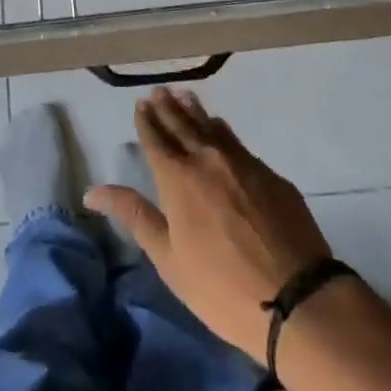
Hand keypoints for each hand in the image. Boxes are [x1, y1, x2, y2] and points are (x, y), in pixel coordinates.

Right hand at [86, 87, 334, 360]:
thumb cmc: (221, 288)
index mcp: (178, 178)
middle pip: (183, 124)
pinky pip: (237, 142)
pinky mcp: (270, 175)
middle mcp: (208, 159)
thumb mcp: (168, 259)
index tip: (140, 104)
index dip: (147, 121)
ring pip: (212, 127)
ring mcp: (242, 163)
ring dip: (195, 110)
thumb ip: (134, 217)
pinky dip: (222, 131)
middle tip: (159, 91)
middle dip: (168, 107)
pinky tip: (220, 129)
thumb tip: (93, 192)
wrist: (297, 299)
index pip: (156, 139)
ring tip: (184, 96)